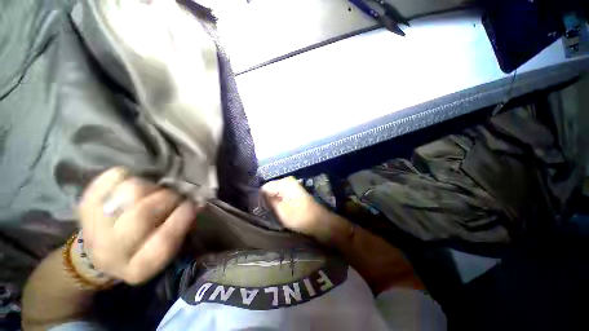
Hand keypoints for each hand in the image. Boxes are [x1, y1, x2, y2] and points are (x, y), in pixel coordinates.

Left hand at [77, 168, 197, 284]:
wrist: (101, 252)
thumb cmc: (145, 248)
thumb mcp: (168, 247)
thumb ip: (184, 227)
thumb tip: (197, 202)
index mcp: (139, 267)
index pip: (164, 241)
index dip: (182, 217)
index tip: (193, 204)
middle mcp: (111, 252)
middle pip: (143, 214)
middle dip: (168, 198)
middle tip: (175, 196)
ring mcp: (93, 228)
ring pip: (130, 191)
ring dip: (151, 187)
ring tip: (155, 192)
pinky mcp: (84, 205)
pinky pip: (111, 178)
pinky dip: (128, 175)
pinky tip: (134, 184)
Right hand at [262, 177, 335, 241]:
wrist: (319, 223)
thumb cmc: (300, 217)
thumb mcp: (281, 211)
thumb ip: (267, 203)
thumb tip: (255, 198)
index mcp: (285, 182)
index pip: (264, 188)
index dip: (259, 199)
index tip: (257, 210)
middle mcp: (287, 182)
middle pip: (269, 191)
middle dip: (265, 201)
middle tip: (263, 214)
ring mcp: (290, 189)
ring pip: (274, 195)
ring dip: (271, 204)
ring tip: (269, 214)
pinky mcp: (293, 196)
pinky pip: (280, 198)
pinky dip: (277, 205)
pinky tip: (276, 213)